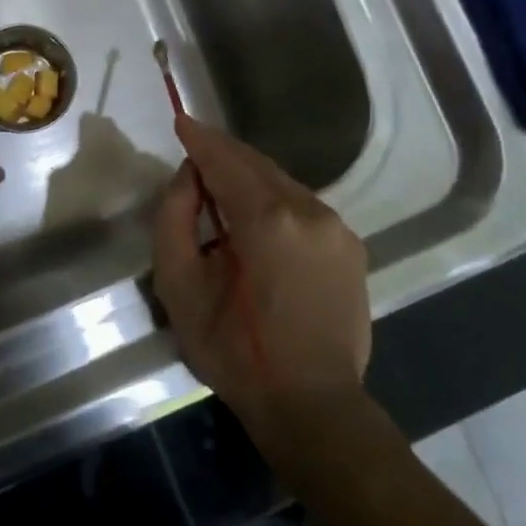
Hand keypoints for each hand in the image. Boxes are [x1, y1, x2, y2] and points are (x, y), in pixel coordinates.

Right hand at [152, 115, 370, 431]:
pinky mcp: (351, 248)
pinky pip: (302, 207)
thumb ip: (174, 219)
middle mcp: (310, 212)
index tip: (181, 120)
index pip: (226, 161)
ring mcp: (337, 229)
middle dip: (223, 154)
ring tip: (218, 188)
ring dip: (248, 178)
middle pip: (258, 165)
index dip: (200, 139)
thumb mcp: (179, 287)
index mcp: (267, 220)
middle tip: (194, 148)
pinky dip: (273, 200)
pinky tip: (254, 220)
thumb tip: (189, 178)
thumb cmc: (234, 351)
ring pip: (282, 184)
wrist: (312, 405)